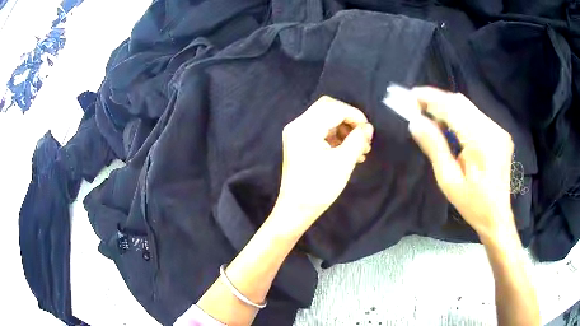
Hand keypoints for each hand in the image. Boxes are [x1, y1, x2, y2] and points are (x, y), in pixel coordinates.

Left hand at [272, 96, 373, 230]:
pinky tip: (350, 152)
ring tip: (361, 149)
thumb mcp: (343, 162)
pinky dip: (337, 137)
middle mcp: (298, 125)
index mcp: (305, 127)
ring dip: (345, 130)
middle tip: (364, 138)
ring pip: (326, 119)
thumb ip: (358, 140)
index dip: (354, 115)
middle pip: (328, 109)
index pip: (333, 107)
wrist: (296, 209)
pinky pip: (321, 131)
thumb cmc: (319, 188)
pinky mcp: (300, 143)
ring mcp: (297, 134)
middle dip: (350, 121)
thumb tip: (368, 127)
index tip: (368, 130)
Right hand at [408, 87, 514, 239]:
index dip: (431, 98)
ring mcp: (498, 130)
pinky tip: (449, 127)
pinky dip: (458, 116)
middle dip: (437, 100)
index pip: (453, 109)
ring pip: (467, 107)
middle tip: (416, 106)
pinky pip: (475, 116)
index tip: (411, 95)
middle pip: (461, 103)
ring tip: (429, 116)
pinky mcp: (499, 133)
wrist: (497, 216)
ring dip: (447, 108)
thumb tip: (415, 122)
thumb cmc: (472, 204)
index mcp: (482, 142)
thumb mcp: (449, 181)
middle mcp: (493, 129)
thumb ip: (434, 147)